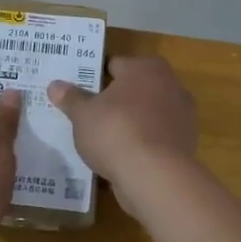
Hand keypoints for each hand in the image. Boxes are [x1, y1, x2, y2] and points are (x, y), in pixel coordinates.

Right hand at [47, 56, 196, 209]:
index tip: (79, 89)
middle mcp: (169, 84)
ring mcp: (182, 115)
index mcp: (145, 67)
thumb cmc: (116, 132)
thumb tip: (55, 85)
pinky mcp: (185, 142)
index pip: (114, 65)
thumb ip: (71, 98)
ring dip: (130, 121)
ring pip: (147, 113)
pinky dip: (143, 142)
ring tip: (104, 137)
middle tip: (88, 112)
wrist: (156, 177)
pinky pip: (156, 136)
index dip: (95, 76)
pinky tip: (123, 156)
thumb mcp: (83, 115)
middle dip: (115, 99)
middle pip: (134, 88)